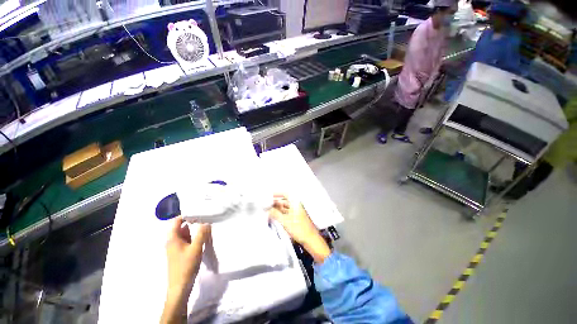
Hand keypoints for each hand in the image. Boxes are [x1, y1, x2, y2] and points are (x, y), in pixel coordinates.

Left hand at [166, 217, 210, 293]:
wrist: (180, 287)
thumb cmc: (186, 266)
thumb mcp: (196, 248)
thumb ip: (201, 234)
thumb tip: (206, 221)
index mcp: (172, 238)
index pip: (176, 221)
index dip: (186, 214)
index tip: (199, 211)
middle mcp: (172, 241)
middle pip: (180, 226)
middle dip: (192, 220)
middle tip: (205, 216)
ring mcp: (176, 247)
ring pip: (185, 233)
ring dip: (194, 228)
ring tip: (206, 224)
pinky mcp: (180, 252)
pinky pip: (187, 239)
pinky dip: (194, 236)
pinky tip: (203, 236)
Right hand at [270, 194, 330, 263]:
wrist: (311, 240)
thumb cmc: (301, 229)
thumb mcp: (285, 221)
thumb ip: (275, 214)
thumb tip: (268, 210)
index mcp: (296, 203)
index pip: (286, 194)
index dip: (277, 194)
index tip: (270, 196)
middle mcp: (296, 206)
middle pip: (284, 202)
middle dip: (275, 203)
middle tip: (267, 206)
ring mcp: (296, 213)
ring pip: (284, 208)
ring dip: (277, 210)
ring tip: (268, 212)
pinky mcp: (296, 219)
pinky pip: (286, 214)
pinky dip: (280, 215)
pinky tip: (274, 218)